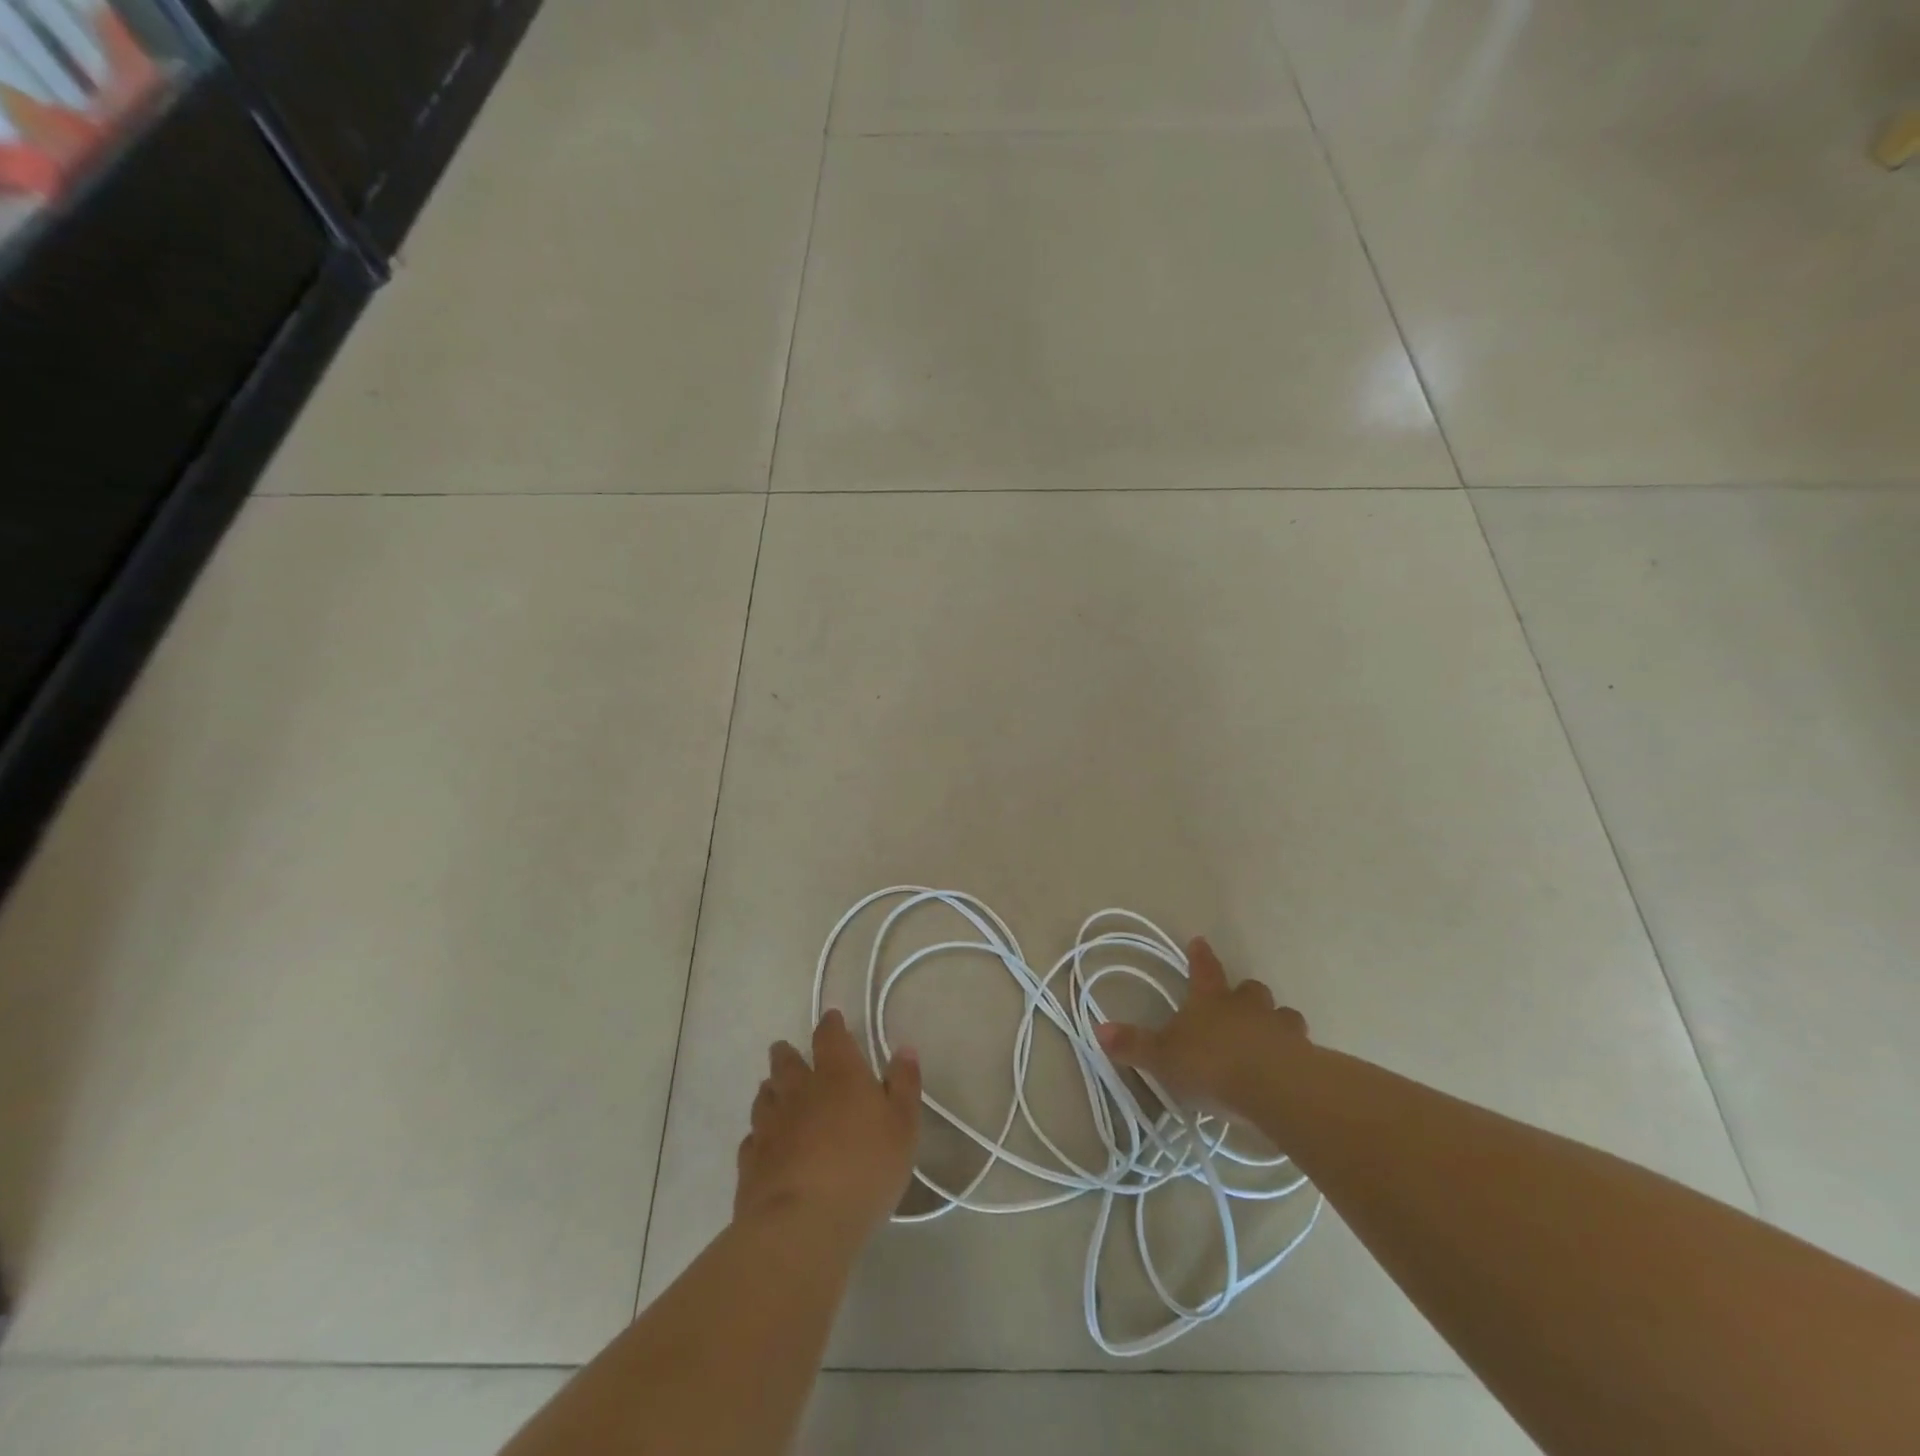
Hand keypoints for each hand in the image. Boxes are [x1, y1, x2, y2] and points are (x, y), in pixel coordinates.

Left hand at [734, 1009, 921, 1242]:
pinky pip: (752, 1138)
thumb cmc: (864, 1169)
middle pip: (786, 1063)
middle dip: (787, 1054)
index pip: (830, 1037)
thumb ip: (904, 1085)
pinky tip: (763, 1143)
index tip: (831, 1020)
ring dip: (771, 1091)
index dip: (831, 1025)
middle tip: (787, 1052)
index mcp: (838, 1075)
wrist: (802, 1225)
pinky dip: (759, 1135)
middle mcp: (799, 1091)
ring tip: (774, 1092)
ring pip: (765, 1097)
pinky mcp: (750, 1162)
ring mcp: (770, 1125)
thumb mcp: (903, 1127)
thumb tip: (903, 1049)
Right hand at [1095, 937, 1309, 1122]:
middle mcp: (1247, 1006)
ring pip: (1281, 1015)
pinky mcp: (1305, 1056)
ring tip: (1269, 1037)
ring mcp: (1280, 1028)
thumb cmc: (1211, 1064)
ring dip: (1274, 1022)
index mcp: (1211, 999)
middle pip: (1248, 990)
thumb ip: (1134, 1044)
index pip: (1203, 969)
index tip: (1199, 941)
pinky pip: (1300, 1047)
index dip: (1200, 956)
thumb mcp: (1163, 1057)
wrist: (1273, 1087)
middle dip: (1243, 994)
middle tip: (1239, 1003)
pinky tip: (1289, 1068)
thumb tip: (1098, 1029)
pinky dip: (1294, 1052)